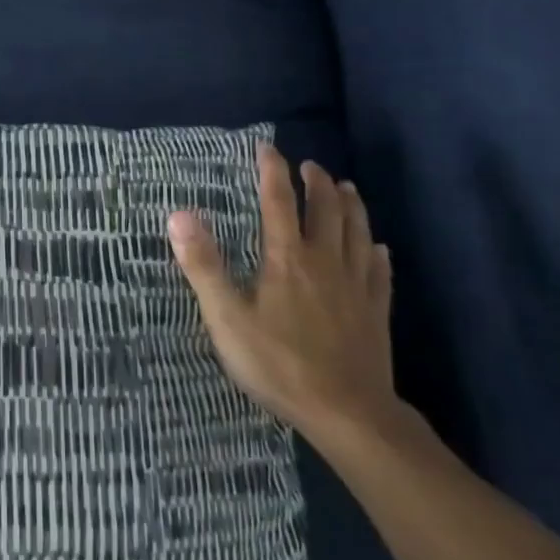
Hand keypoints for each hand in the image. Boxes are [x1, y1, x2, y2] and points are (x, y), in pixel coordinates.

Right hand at [167, 145, 396, 442]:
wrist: (346, 411)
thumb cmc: (278, 363)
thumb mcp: (226, 317)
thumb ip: (203, 264)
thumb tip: (179, 214)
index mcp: (287, 258)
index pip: (278, 200)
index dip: (271, 171)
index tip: (267, 148)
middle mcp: (325, 260)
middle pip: (326, 209)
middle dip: (317, 182)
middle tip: (309, 166)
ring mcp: (356, 285)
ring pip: (358, 232)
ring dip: (351, 205)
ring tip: (346, 188)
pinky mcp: (376, 310)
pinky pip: (380, 270)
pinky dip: (376, 251)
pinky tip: (378, 248)